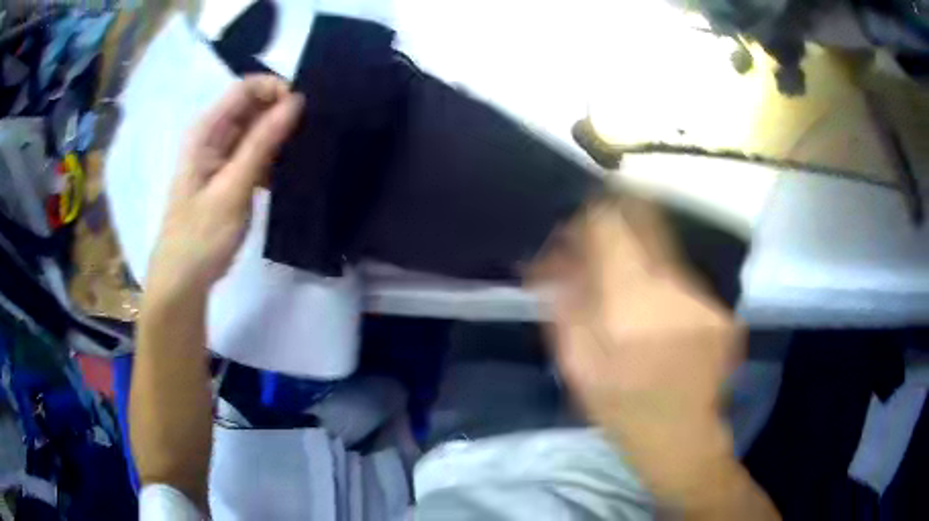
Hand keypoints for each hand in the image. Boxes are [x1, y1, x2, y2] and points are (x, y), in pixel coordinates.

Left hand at [145, 75, 302, 301]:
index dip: (276, 90)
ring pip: (258, 131)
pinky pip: (257, 155)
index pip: (246, 88)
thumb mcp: (232, 188)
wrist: (183, 280)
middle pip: (253, 107)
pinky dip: (274, 160)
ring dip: (281, 138)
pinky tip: (290, 175)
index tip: (304, 111)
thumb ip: (262, 143)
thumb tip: (296, 101)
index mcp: (207, 131)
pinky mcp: (230, 177)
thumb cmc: (201, 236)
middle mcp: (214, 136)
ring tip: (307, 154)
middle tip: (312, 133)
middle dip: (282, 113)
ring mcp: (222, 157)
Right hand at [548, 197, 743, 507]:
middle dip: (619, 226)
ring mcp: (702, 296)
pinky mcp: (719, 308)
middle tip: (602, 251)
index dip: (590, 216)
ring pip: (665, 254)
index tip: (577, 229)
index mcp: (629, 300)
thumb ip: (562, 302)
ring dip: (642, 262)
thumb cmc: (620, 407)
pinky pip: (682, 281)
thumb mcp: (576, 363)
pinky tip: (659, 320)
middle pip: (645, 223)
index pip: (609, 223)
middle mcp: (672, 286)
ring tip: (632, 299)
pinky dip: (665, 288)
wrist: (680, 438)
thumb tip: (552, 256)